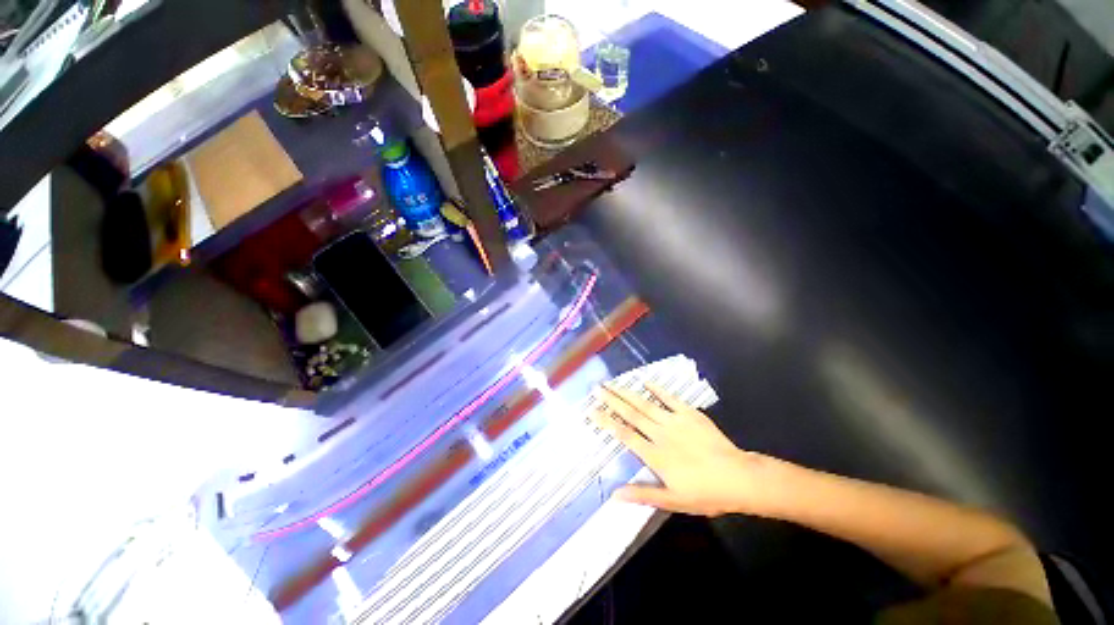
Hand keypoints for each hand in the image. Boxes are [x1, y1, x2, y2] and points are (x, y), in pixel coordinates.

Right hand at [593, 383, 785, 516]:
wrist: (739, 478)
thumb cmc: (705, 493)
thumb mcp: (674, 501)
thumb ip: (643, 494)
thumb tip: (614, 494)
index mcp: (655, 455)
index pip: (624, 434)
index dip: (606, 421)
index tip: (591, 410)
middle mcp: (661, 434)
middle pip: (631, 414)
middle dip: (612, 400)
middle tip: (597, 388)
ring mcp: (675, 421)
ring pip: (645, 404)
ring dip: (627, 393)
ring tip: (612, 383)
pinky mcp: (690, 414)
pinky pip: (670, 398)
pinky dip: (657, 389)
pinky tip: (646, 381)